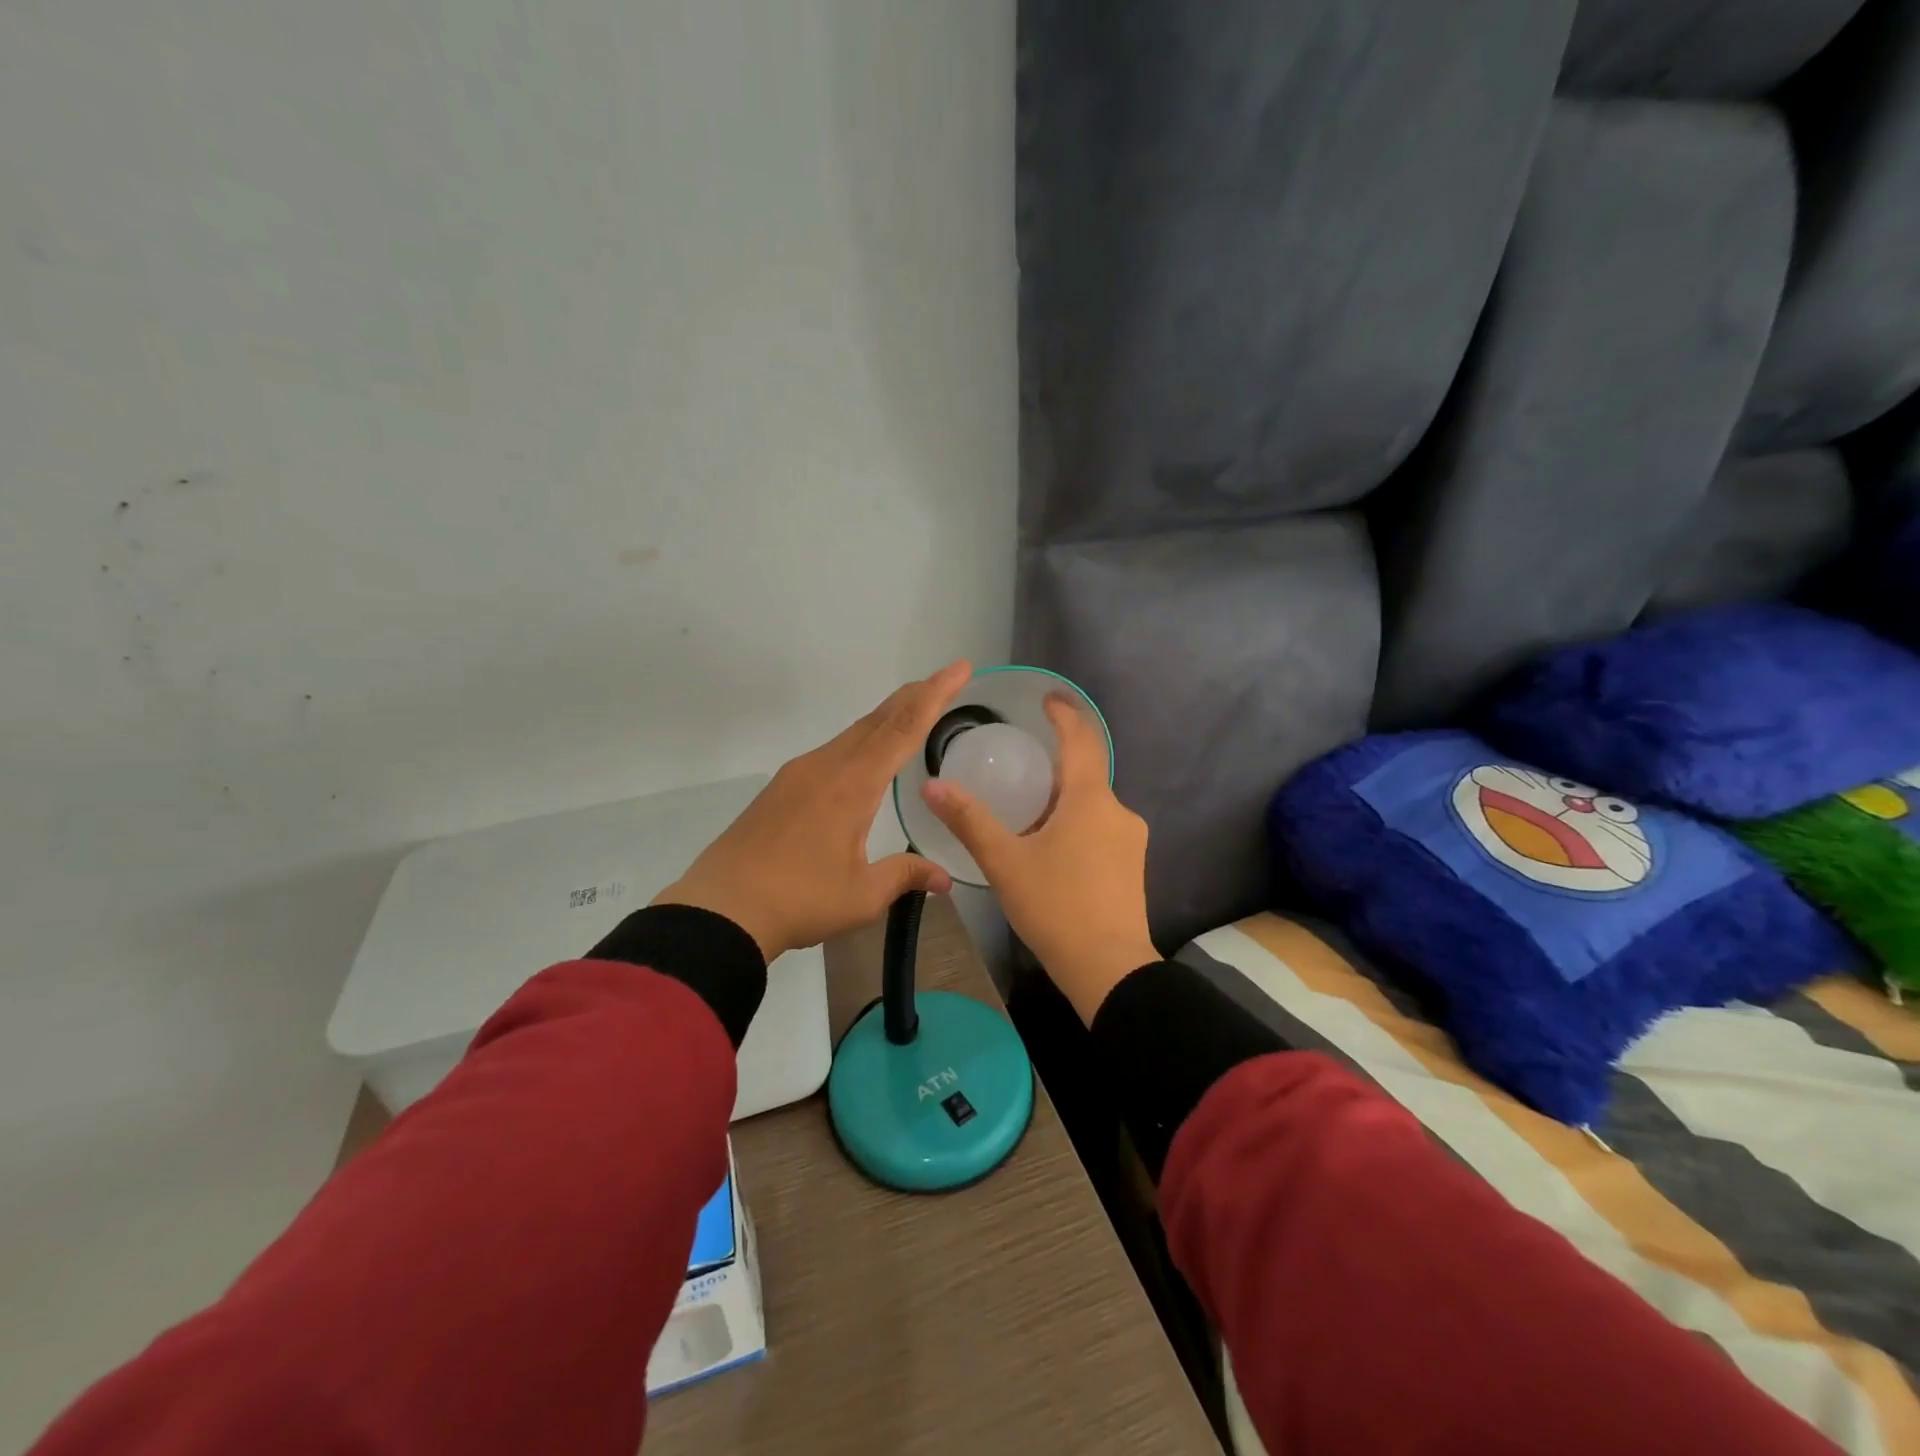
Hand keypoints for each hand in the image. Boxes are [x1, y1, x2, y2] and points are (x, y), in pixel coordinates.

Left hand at [655, 662, 971, 961]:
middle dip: (915, 696)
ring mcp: (799, 773)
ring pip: (853, 732)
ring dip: (887, 717)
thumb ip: (905, 876)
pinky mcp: (782, 787)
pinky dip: (862, 739)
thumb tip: (944, 878)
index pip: (903, 729)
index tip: (959, 669)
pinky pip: (833, 750)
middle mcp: (827, 766)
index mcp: (853, 784)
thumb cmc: (798, 900)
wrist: (721, 909)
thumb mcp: (861, 895)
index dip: (935, 696)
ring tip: (912, 710)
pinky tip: (865, 756)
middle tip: (945, 679)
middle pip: (878, 719)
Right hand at [921, 695, 1157, 1022]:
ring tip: (1027, 811)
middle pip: (1087, 772)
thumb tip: (931, 785)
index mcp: (1090, 800)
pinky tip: (1051, 847)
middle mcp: (1118, 811)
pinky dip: (1076, 822)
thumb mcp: (1005, 862)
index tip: (1047, 699)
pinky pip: (1101, 827)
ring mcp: (1131, 839)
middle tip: (1020, 763)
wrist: (1110, 970)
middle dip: (1056, 762)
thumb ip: (969, 820)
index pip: (1081, 739)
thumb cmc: (1056, 907)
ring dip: (1064, 797)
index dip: (1064, 715)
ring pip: (1093, 803)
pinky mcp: (1132, 865)